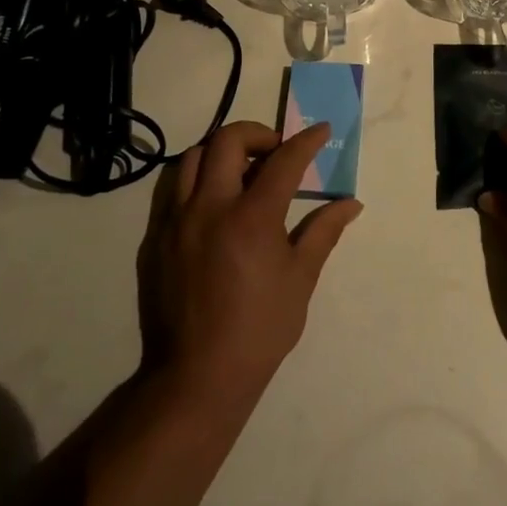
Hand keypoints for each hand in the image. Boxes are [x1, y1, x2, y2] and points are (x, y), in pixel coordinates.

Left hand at [139, 120, 362, 414]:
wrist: (196, 375)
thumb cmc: (260, 328)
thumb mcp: (301, 278)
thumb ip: (323, 231)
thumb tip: (351, 203)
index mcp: (251, 217)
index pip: (284, 161)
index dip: (306, 141)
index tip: (321, 130)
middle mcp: (210, 208)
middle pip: (227, 140)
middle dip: (257, 133)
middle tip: (275, 151)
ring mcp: (176, 221)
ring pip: (192, 158)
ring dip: (221, 152)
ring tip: (242, 171)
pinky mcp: (155, 239)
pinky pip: (173, 190)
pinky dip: (197, 181)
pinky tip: (214, 204)